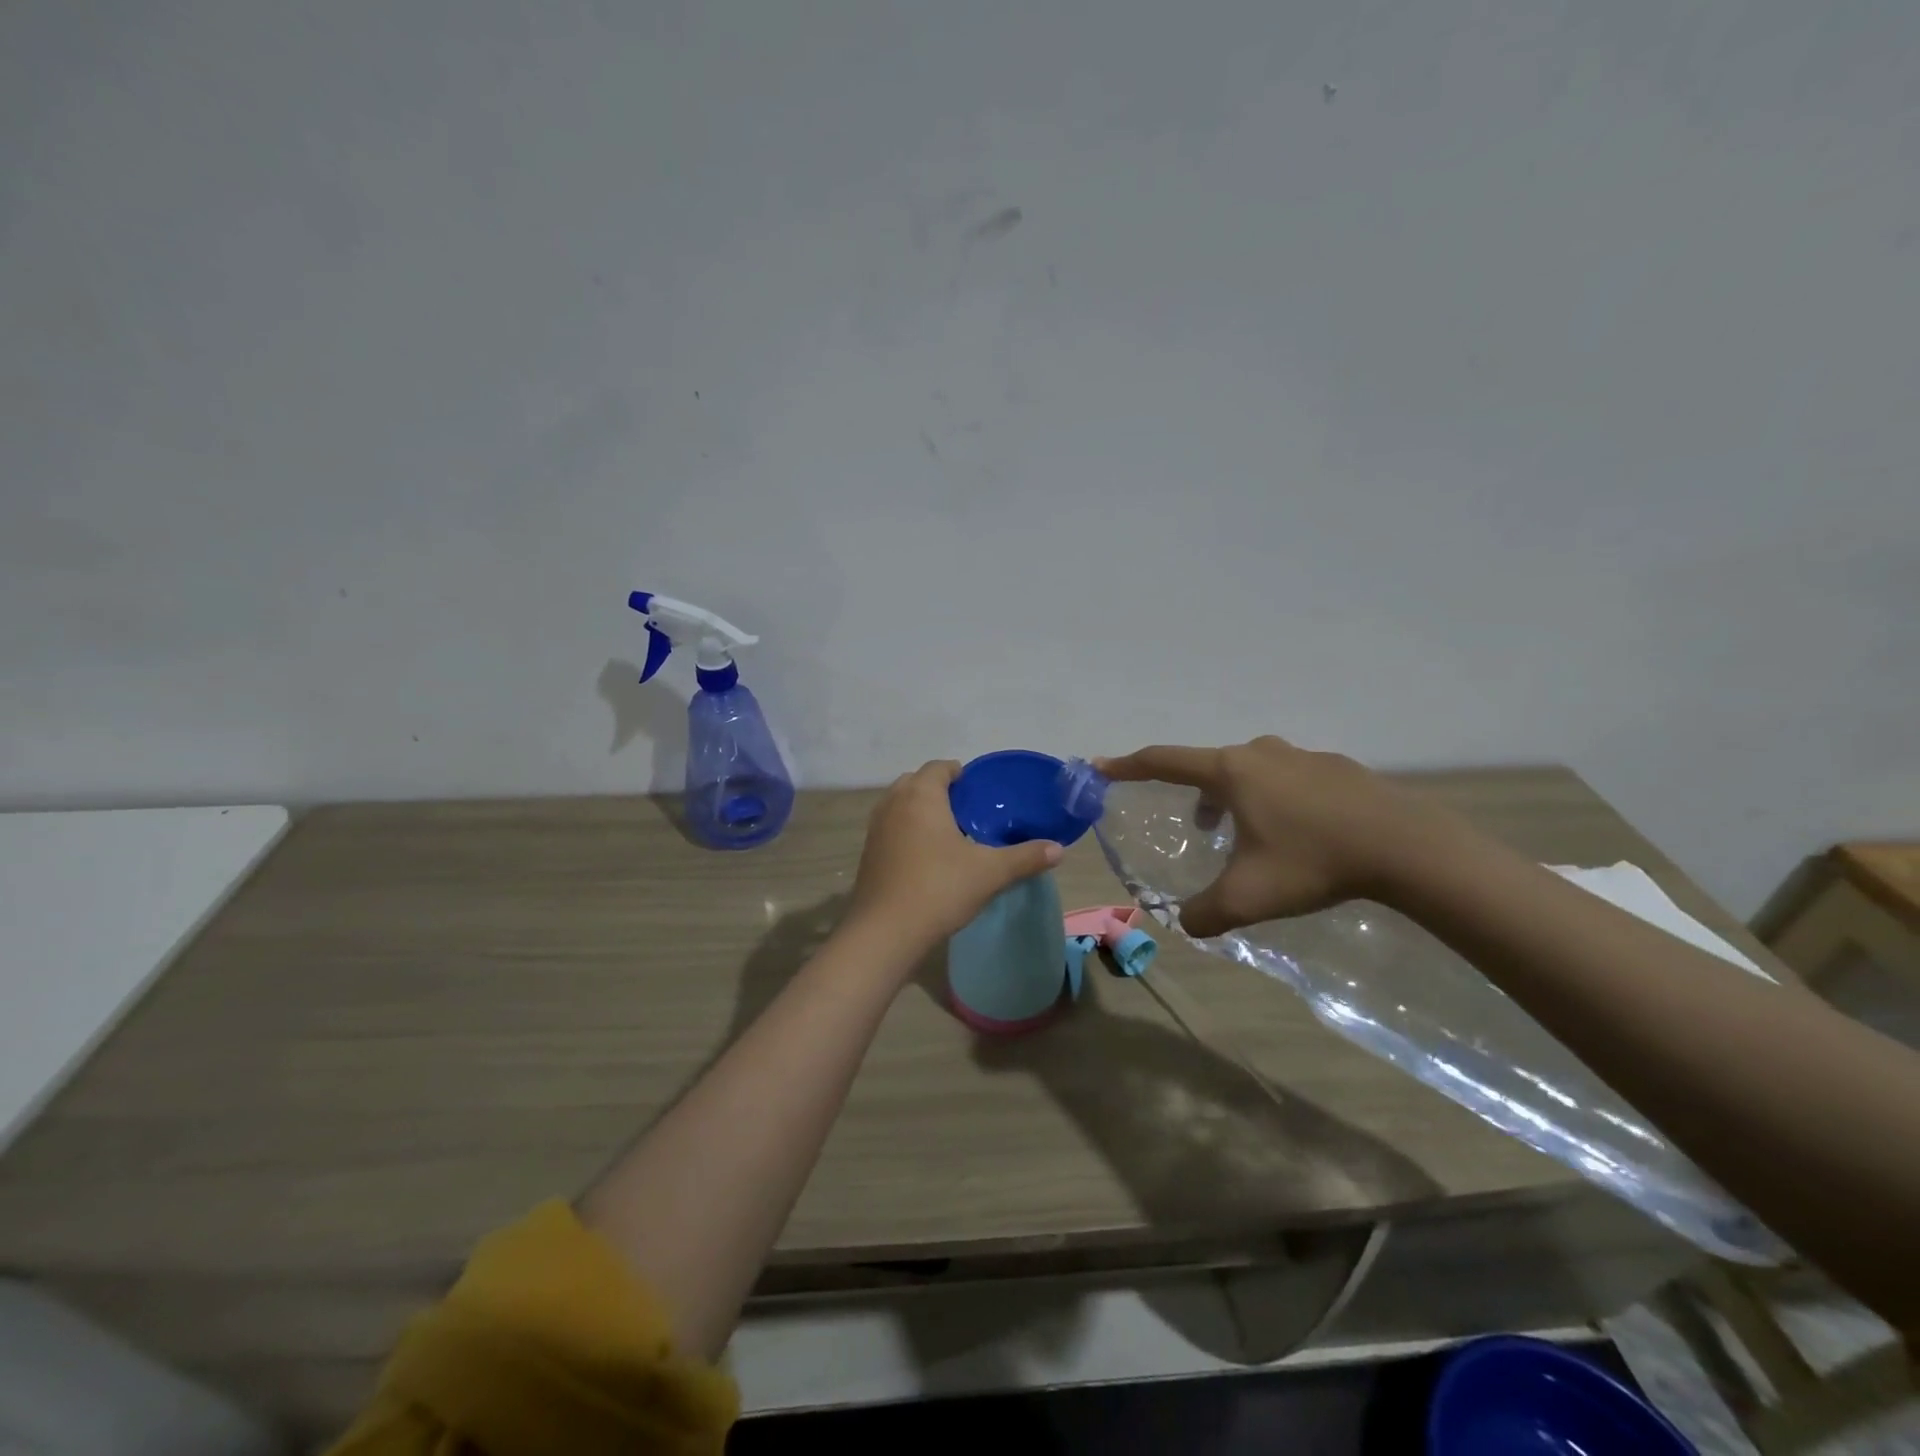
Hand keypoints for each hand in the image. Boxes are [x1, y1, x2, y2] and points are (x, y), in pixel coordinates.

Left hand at [846, 761, 1062, 955]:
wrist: (885, 932)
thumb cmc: (939, 889)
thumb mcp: (990, 873)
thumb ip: (1025, 857)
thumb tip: (1058, 849)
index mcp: (921, 795)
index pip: (939, 767)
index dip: (960, 773)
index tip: (980, 791)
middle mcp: (893, 803)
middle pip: (916, 782)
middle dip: (939, 790)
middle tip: (968, 812)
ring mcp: (876, 828)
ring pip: (900, 805)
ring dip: (921, 811)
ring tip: (949, 834)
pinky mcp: (868, 853)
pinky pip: (891, 828)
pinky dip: (907, 832)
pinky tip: (927, 858)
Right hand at [1098, 736, 1469, 937]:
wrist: (1406, 847)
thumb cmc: (1313, 862)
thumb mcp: (1248, 897)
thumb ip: (1204, 914)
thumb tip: (1185, 925)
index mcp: (1231, 772)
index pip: (1164, 761)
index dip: (1127, 765)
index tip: (1101, 767)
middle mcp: (1260, 753)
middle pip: (1209, 766)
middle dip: (1193, 793)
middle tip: (1197, 830)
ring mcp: (1302, 756)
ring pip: (1250, 772)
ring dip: (1234, 798)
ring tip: (1245, 836)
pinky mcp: (1336, 768)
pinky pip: (1287, 778)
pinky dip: (1274, 799)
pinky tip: (1298, 836)